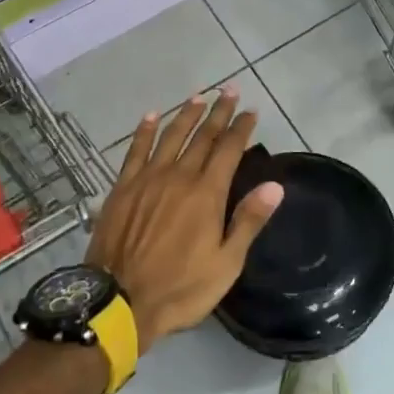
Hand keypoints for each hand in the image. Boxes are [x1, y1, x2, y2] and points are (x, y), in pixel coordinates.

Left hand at [86, 87, 283, 344]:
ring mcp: (148, 179)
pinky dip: (144, 132)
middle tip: (229, 90)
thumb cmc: (180, 288)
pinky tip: (151, 116)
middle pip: (202, 136)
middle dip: (218, 112)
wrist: (119, 302)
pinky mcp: (123, 188)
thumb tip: (275, 185)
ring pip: (170, 137)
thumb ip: (248, 221)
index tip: (251, 111)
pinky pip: (135, 151)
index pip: (229, 149)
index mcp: (207, 194)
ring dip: (186, 115)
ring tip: (198, 97)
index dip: (241, 128)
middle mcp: (179, 176)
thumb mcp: (226, 263)